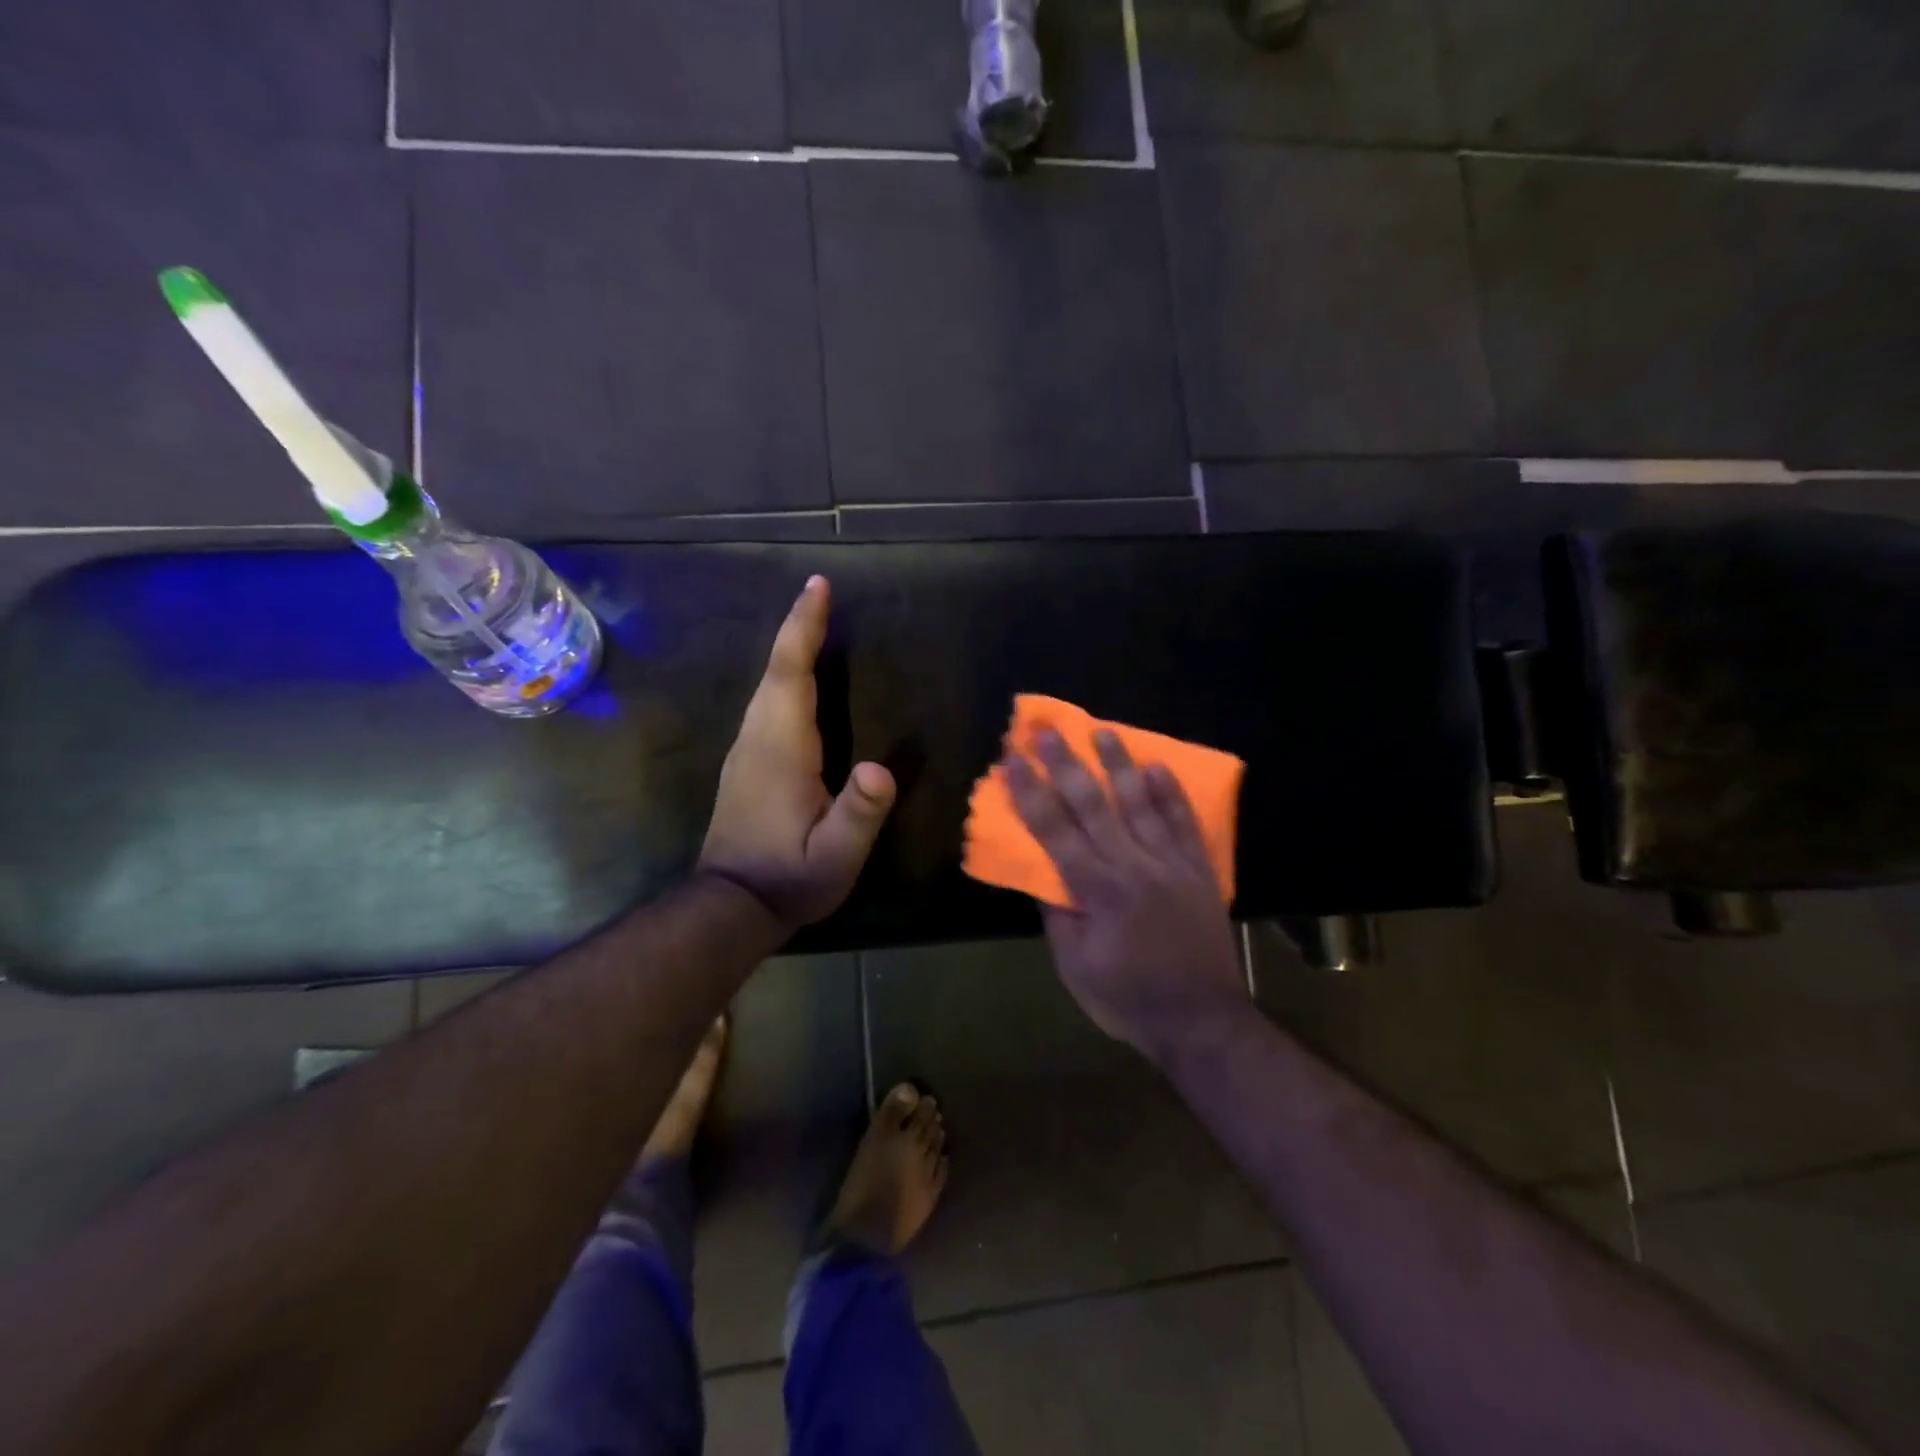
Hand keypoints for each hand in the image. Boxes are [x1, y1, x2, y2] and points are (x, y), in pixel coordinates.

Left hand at [700, 577, 896, 929]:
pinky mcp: (746, 764)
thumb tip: (882, 769)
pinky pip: (766, 703)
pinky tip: (798, 677)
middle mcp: (757, 739)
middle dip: (798, 626)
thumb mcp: (835, 857)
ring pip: (767, 684)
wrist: (731, 905)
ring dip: (789, 648)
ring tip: (814, 621)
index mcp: (781, 750)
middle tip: (820, 590)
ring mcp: (746, 750)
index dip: (804, 628)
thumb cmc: (790, 879)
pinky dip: (784, 675)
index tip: (817, 586)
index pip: (791, 675)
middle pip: (776, 670)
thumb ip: (859, 814)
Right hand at [1003, 728, 1247, 1064]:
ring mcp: (1170, 864)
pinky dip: (1171, 794)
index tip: (1011, 759)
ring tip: (1102, 731)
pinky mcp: (1198, 870)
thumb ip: (1058, 916)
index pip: (1054, 829)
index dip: (1030, 791)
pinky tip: (1159, 767)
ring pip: (1140, 803)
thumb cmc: (1128, 998)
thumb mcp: (1075, 967)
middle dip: (1065, 764)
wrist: (1202, 1021)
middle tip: (1045, 729)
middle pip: (1093, 804)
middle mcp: (1132, 865)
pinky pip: (1183, 824)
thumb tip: (1041, 873)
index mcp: (1097, 890)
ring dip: (1119, 764)